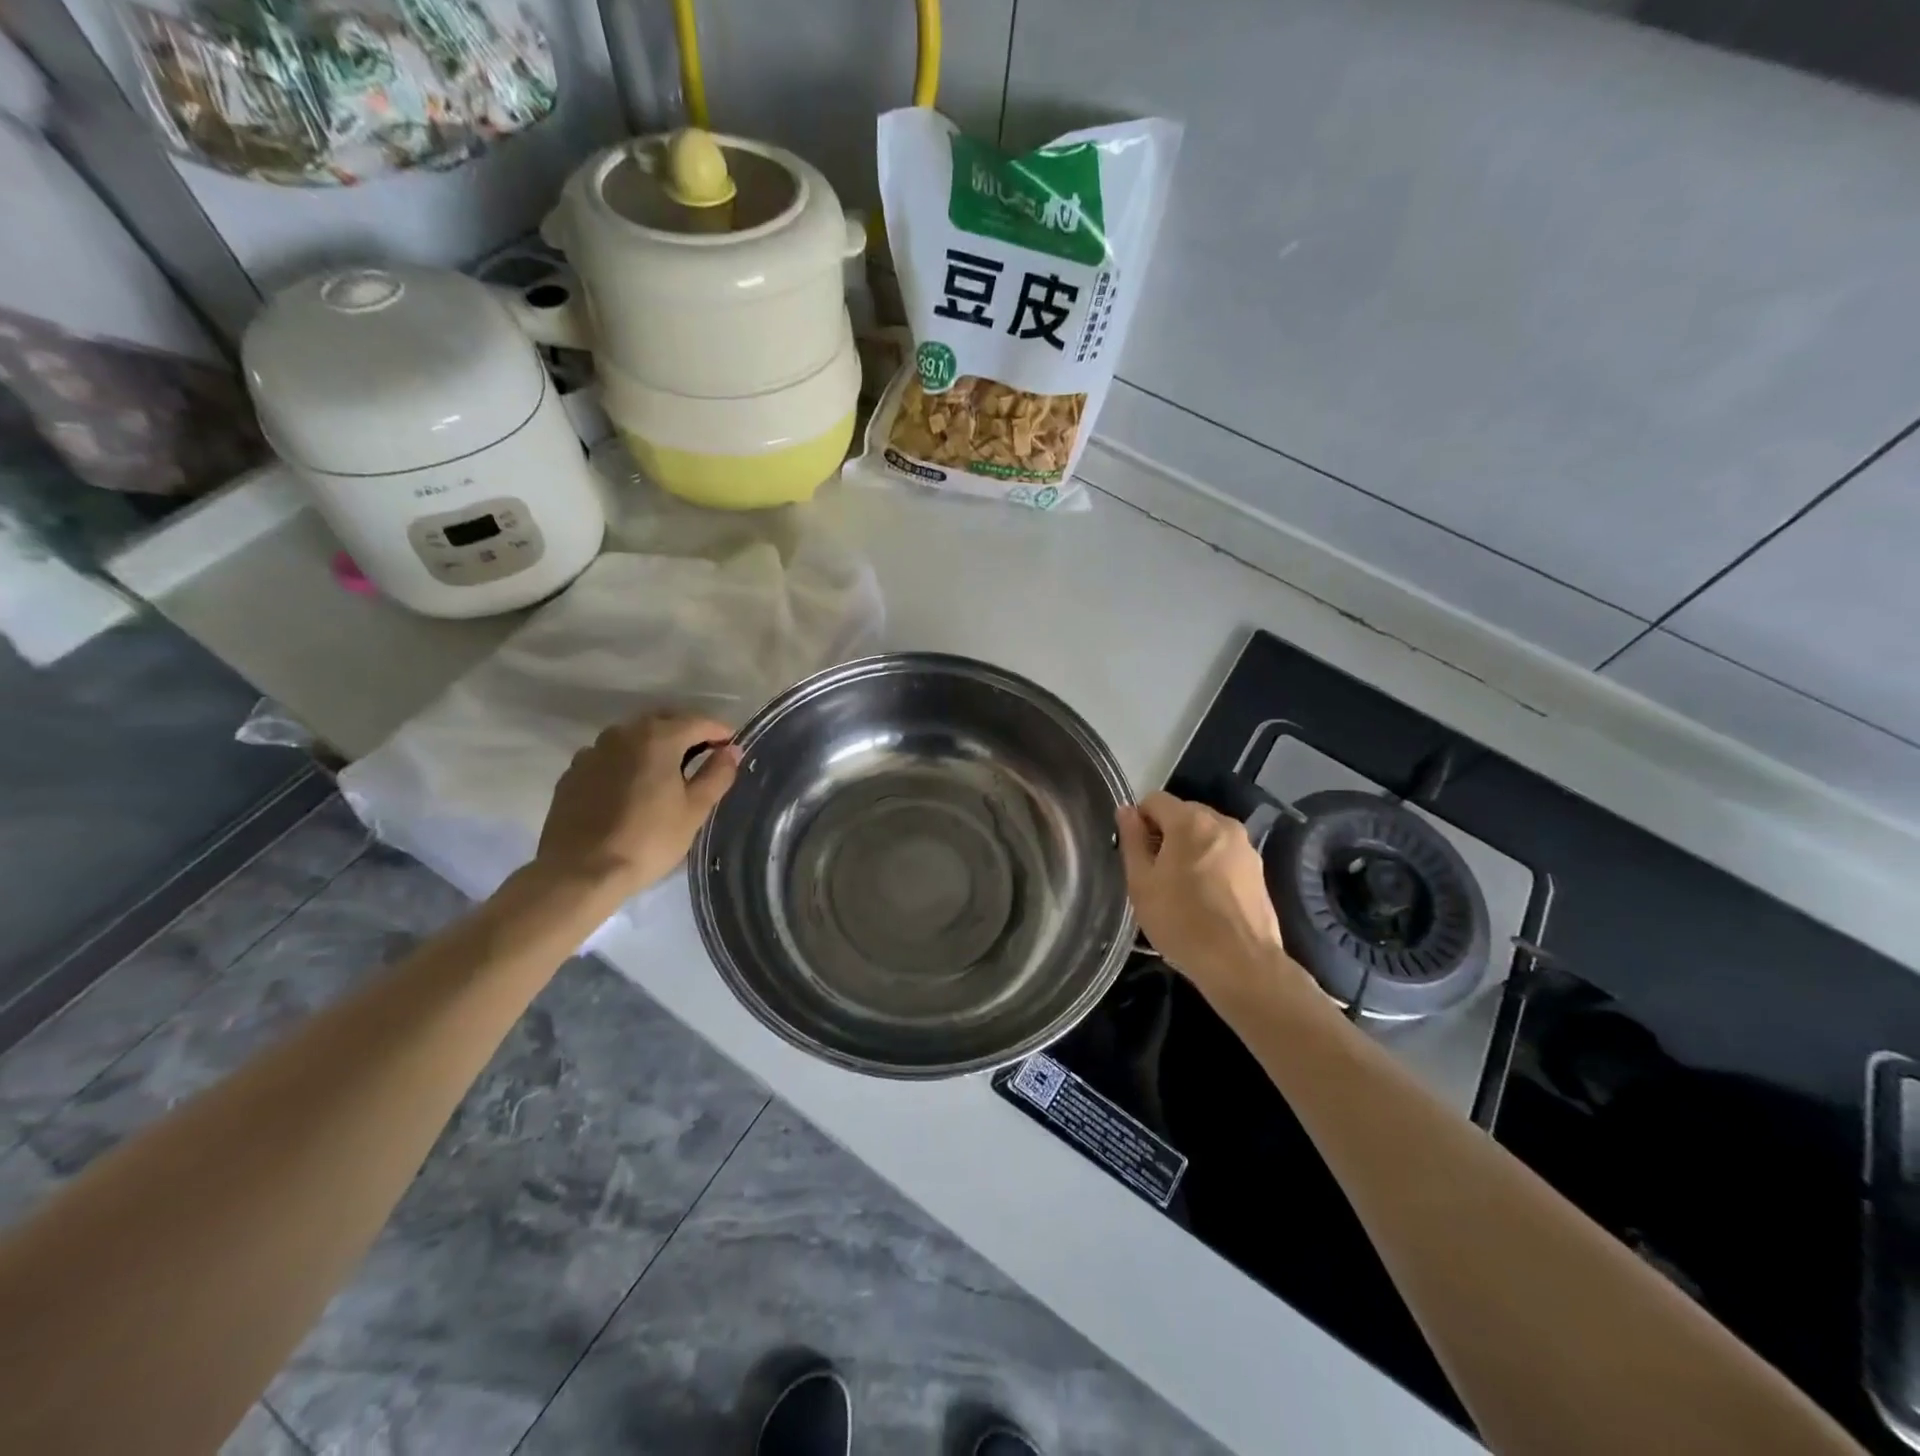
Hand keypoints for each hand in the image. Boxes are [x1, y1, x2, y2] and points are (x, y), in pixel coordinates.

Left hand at [535, 713, 740, 896]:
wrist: (580, 872)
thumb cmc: (648, 840)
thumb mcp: (694, 811)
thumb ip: (717, 775)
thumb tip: (732, 751)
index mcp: (658, 738)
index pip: (699, 722)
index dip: (720, 732)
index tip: (732, 747)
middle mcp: (623, 733)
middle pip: (664, 721)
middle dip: (687, 732)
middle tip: (704, 755)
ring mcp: (593, 751)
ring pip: (633, 736)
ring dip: (655, 745)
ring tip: (668, 771)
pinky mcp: (573, 772)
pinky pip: (609, 756)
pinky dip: (627, 762)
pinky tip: (632, 787)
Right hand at [1116, 791, 1298, 1000]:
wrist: (1240, 963)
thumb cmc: (1181, 921)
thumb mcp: (1141, 882)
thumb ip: (1131, 839)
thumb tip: (1126, 810)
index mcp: (1190, 821)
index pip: (1154, 799)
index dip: (1139, 821)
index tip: (1136, 853)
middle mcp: (1222, 823)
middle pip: (1183, 814)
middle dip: (1165, 834)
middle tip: (1155, 873)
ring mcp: (1246, 846)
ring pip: (1205, 835)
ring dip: (1189, 850)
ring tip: (1181, 889)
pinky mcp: (1259, 870)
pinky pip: (1224, 854)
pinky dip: (1211, 865)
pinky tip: (1206, 899)